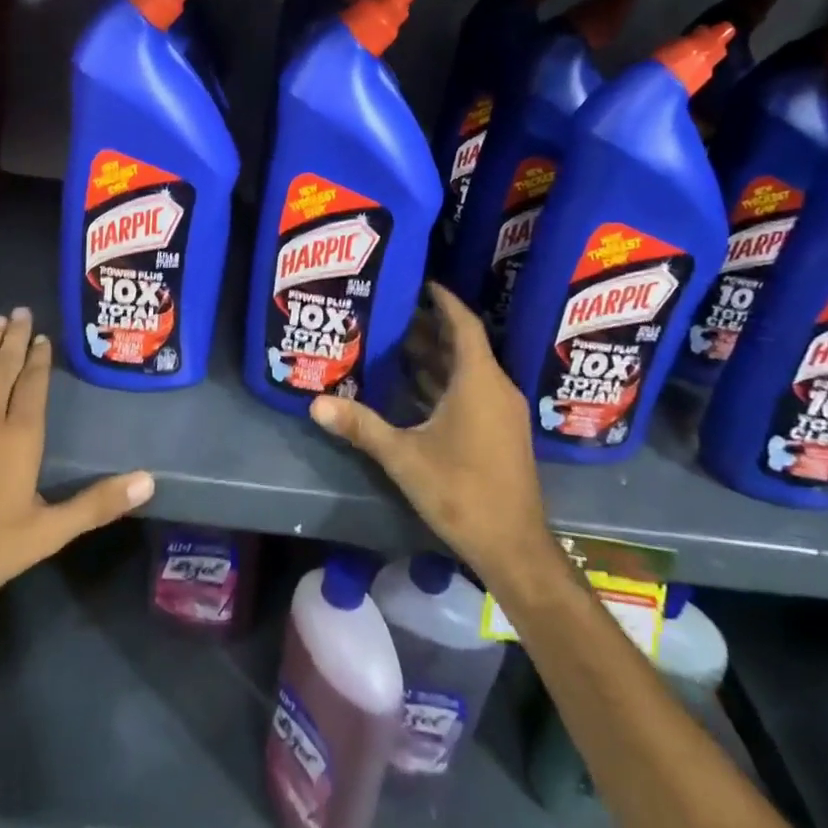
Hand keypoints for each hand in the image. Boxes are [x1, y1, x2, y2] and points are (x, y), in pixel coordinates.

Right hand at [311, 283, 560, 589]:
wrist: (512, 546)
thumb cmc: (461, 491)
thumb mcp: (404, 456)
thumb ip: (361, 426)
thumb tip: (315, 403)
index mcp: (478, 381)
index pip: (463, 324)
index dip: (443, 300)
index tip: (419, 281)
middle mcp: (495, 388)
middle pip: (462, 345)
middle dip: (428, 327)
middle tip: (390, 312)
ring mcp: (500, 412)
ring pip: (466, 370)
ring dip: (434, 356)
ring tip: (393, 342)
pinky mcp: (499, 432)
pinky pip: (470, 391)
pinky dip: (443, 382)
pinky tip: (413, 387)